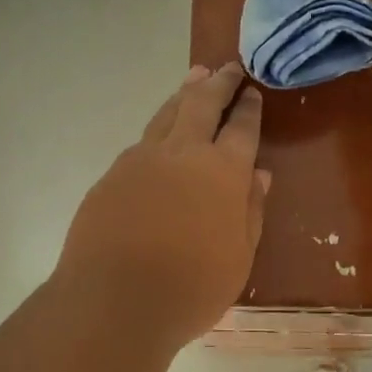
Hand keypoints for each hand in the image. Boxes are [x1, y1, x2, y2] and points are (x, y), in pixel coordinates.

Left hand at [55, 63, 269, 346]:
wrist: (113, 302)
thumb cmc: (191, 288)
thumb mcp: (239, 257)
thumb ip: (251, 211)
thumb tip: (259, 175)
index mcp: (223, 171)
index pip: (242, 128)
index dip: (249, 108)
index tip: (252, 92)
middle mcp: (182, 153)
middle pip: (202, 104)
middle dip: (219, 83)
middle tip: (229, 68)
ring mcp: (142, 160)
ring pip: (167, 114)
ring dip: (185, 94)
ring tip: (195, 77)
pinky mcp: (112, 175)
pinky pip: (141, 142)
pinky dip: (158, 129)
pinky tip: (160, 135)